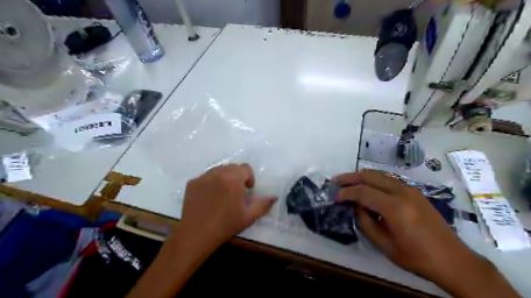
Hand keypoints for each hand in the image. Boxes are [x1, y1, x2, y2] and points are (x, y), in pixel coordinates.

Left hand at [178, 163, 277, 246]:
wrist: (196, 234)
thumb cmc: (226, 225)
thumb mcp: (248, 216)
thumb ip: (263, 204)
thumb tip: (274, 197)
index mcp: (233, 179)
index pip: (245, 168)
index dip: (249, 178)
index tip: (247, 190)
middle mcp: (218, 173)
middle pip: (232, 167)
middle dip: (237, 177)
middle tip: (236, 192)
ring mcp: (203, 177)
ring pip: (219, 170)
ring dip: (224, 178)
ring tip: (223, 194)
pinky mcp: (192, 182)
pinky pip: (206, 176)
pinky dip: (211, 182)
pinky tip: (209, 197)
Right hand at [333, 171, 521, 297]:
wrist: (453, 259)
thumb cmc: (416, 257)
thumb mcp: (384, 244)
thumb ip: (365, 222)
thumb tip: (355, 206)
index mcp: (394, 207)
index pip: (362, 192)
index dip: (346, 192)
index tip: (335, 197)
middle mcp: (402, 192)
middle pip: (370, 176)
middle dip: (350, 177)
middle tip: (336, 182)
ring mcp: (410, 189)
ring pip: (379, 174)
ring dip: (361, 176)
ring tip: (348, 182)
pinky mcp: (415, 191)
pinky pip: (388, 179)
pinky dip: (374, 179)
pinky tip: (367, 186)